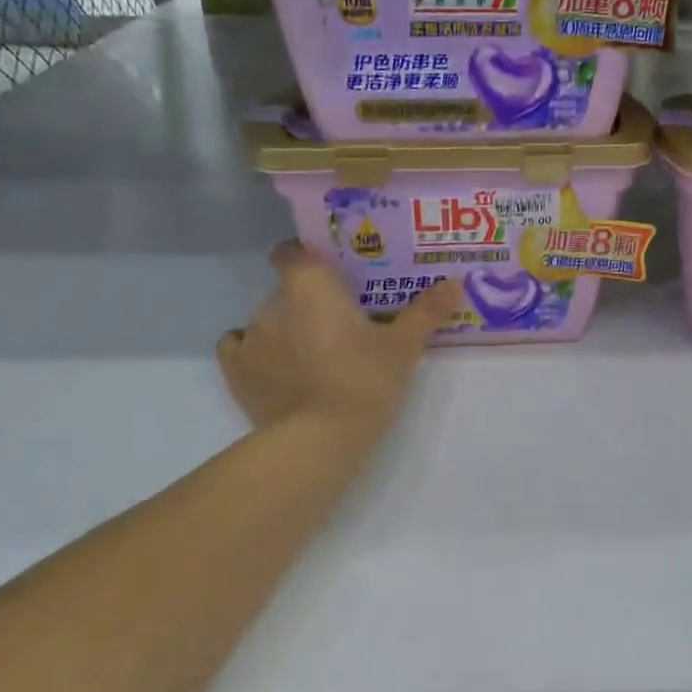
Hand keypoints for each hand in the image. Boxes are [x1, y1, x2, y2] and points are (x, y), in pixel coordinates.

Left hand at [218, 241, 457, 441]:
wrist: (318, 439)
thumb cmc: (364, 380)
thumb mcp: (403, 347)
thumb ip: (426, 311)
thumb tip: (455, 281)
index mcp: (311, 286)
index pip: (292, 252)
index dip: (307, 257)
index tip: (331, 273)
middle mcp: (273, 303)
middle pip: (288, 290)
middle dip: (310, 301)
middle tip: (342, 322)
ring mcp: (250, 337)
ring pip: (269, 320)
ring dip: (288, 329)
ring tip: (316, 355)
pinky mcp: (236, 372)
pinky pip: (240, 347)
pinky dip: (257, 352)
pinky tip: (279, 367)